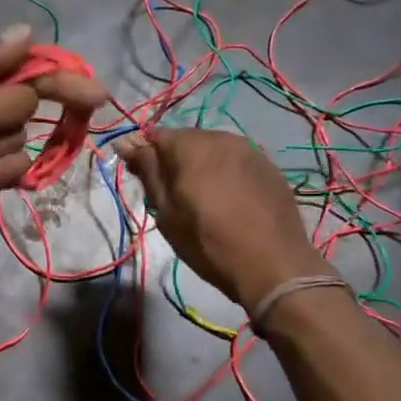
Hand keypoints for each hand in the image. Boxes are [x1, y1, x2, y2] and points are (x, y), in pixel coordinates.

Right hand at [114, 128, 328, 310]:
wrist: (273, 265)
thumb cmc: (208, 242)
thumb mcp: (167, 212)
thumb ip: (148, 172)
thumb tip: (127, 143)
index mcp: (191, 146)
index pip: (155, 135)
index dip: (143, 153)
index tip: (138, 177)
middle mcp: (222, 138)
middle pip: (186, 140)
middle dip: (173, 159)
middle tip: (169, 193)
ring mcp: (250, 150)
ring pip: (213, 149)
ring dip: (200, 165)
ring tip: (200, 197)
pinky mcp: (269, 166)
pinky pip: (236, 161)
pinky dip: (224, 173)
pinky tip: (227, 199)